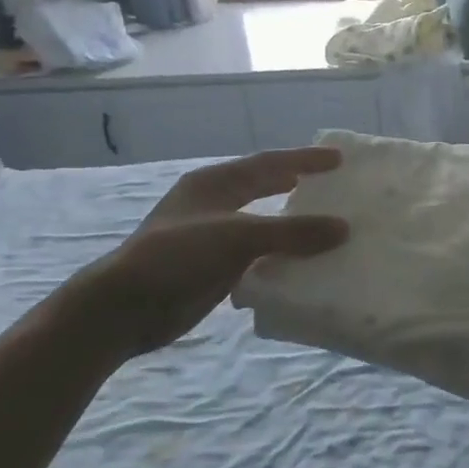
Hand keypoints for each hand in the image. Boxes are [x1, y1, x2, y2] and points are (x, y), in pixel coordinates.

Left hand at [70, 148, 348, 360]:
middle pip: (264, 188)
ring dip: (292, 225)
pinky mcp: (213, 268)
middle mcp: (214, 205)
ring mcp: (212, 237)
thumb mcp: (238, 237)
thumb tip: (344, 228)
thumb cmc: (177, 257)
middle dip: (297, 185)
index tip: (340, 160)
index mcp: (215, 184)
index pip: (269, 163)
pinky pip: (258, 255)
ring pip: (263, 223)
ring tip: (328, 225)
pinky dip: (281, 256)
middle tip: (334, 186)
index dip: (305, 159)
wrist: (124, 308)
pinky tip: (303, 264)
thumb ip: (292, 232)